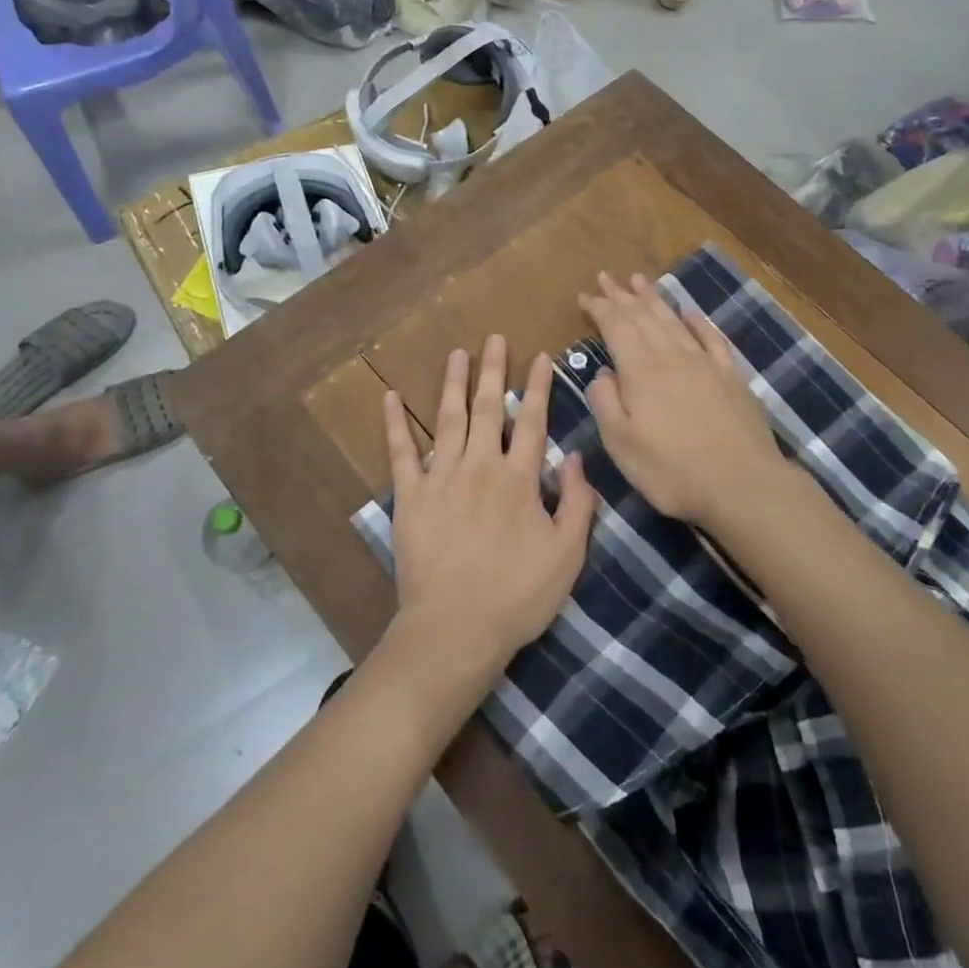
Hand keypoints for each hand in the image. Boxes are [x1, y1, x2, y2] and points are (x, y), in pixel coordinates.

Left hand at [384, 336, 596, 677]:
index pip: (532, 421)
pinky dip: (395, 424)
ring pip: (449, 419)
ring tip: (456, 353)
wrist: (455, 629)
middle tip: (494, 338)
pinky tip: (391, 398)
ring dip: (453, 383)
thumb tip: (576, 458)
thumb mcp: (567, 554)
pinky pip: (401, 453)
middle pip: (488, 408)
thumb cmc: (518, 595)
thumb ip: (578, 502)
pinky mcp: (410, 497)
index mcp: (519, 478)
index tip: (540, 356)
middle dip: (493, 370)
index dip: (539, 387)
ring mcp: (441, 478)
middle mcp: (480, 466)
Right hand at [577, 272, 786, 527]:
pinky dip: (696, 321)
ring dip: (654, 298)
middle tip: (606, 276)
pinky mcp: (730, 375)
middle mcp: (672, 356)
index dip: (599, 308)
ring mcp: (705, 363)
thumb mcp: (621, 445)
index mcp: (641, 371)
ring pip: (673, 320)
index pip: (616, 327)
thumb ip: (605, 403)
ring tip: (639, 279)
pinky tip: (688, 312)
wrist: (743, 484)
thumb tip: (602, 373)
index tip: (585, 295)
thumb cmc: (673, 470)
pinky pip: (710, 337)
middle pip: (643, 316)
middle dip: (622, 295)